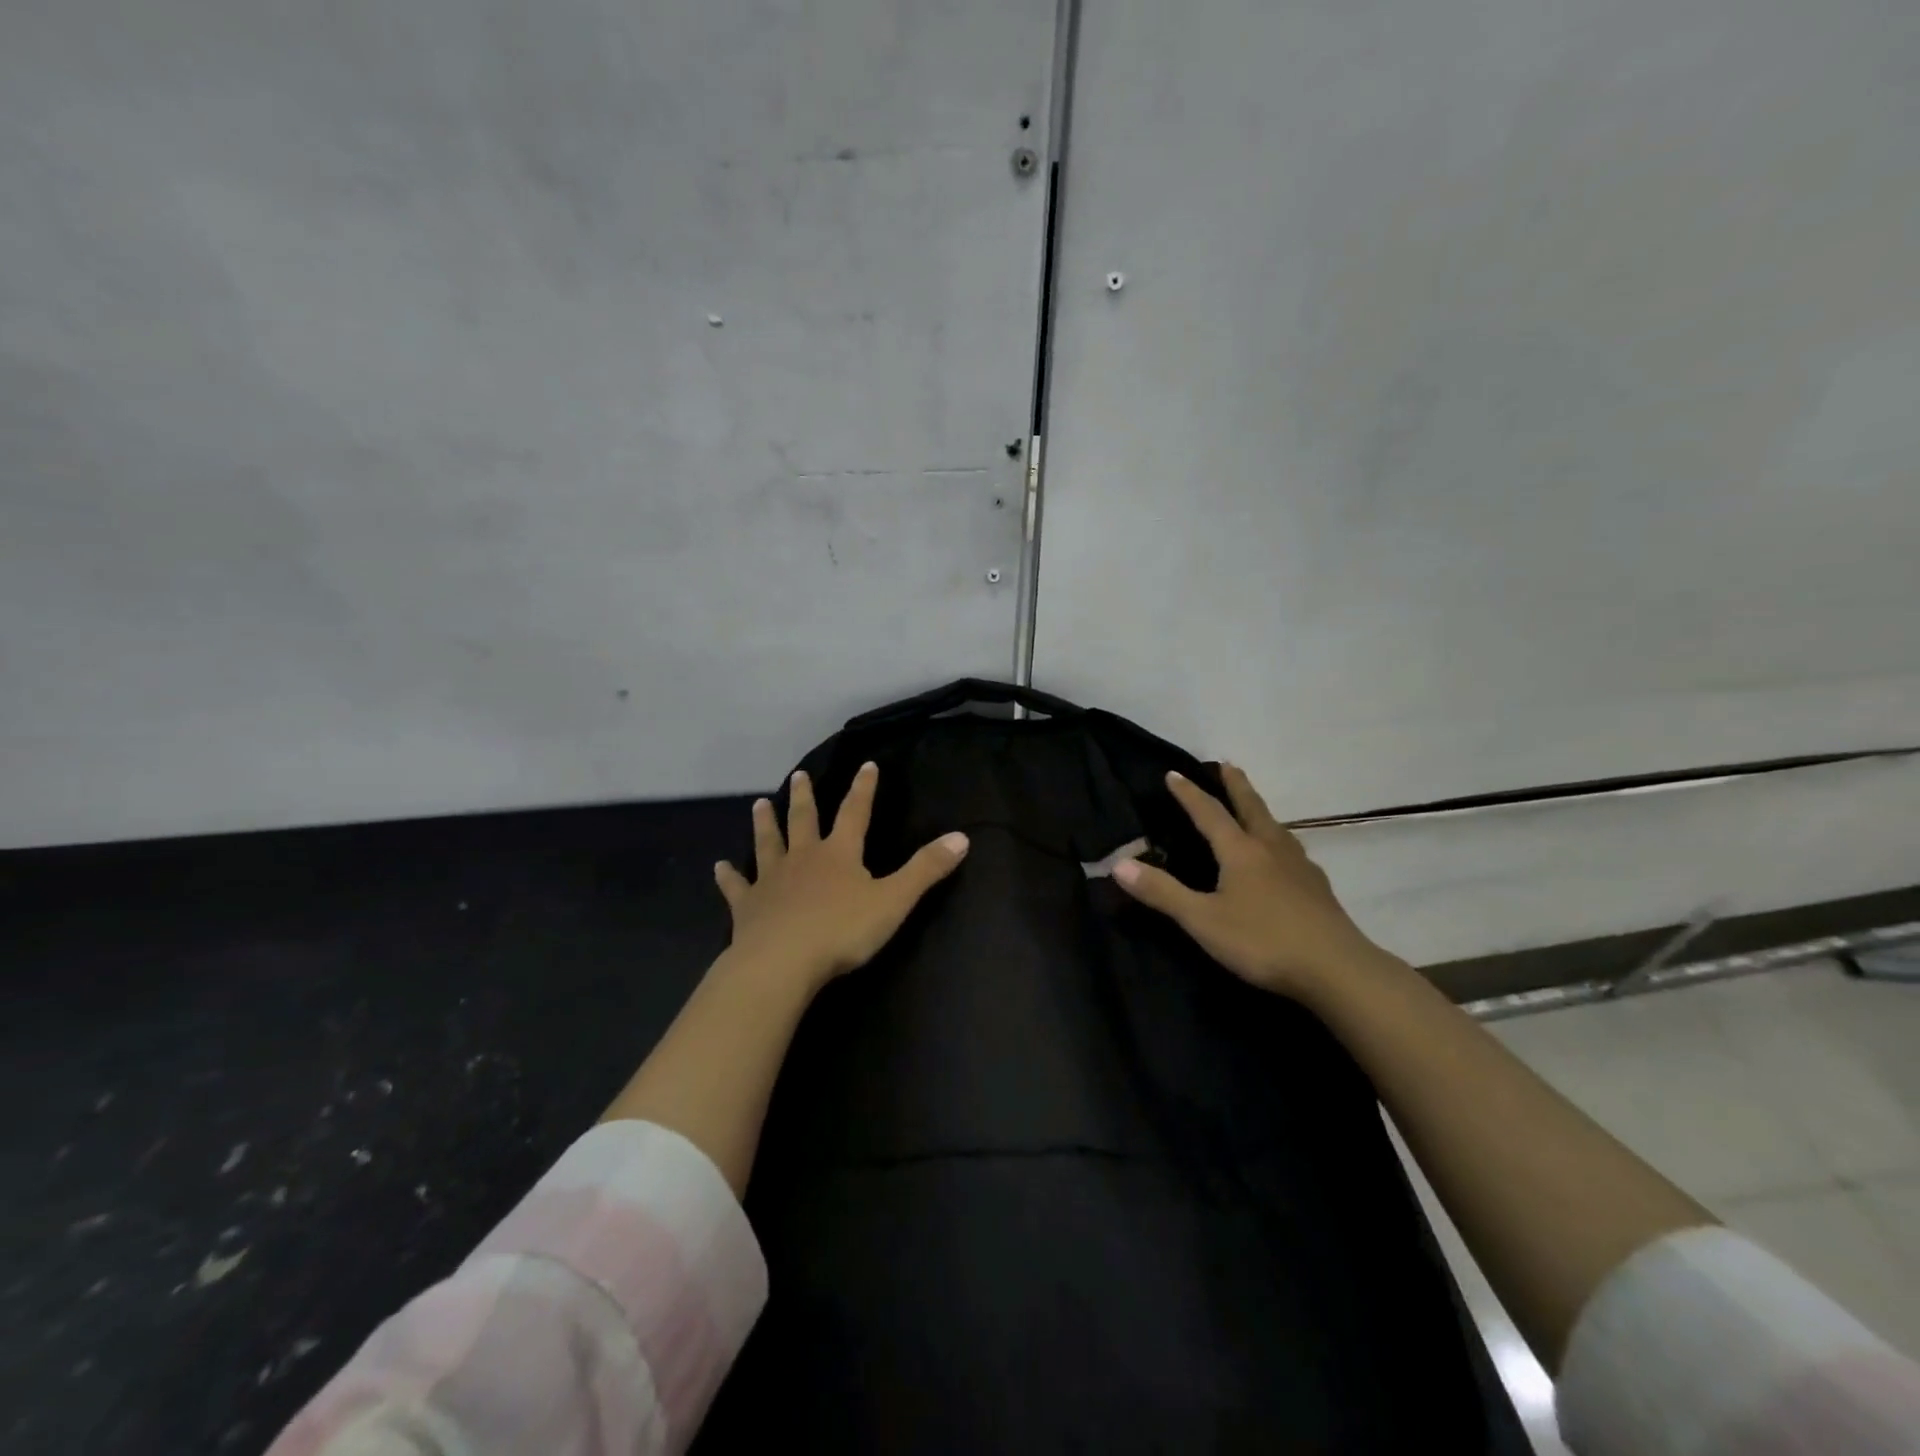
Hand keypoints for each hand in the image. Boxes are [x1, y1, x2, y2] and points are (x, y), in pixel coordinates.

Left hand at [714, 762, 969, 991]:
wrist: (781, 963)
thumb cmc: (841, 931)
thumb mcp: (894, 900)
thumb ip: (926, 869)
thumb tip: (962, 837)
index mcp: (839, 854)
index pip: (855, 813)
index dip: (863, 789)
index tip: (866, 765)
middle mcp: (803, 858)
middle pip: (804, 820)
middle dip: (805, 797)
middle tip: (799, 775)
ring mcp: (772, 880)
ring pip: (768, 844)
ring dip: (764, 824)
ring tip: (759, 804)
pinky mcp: (747, 907)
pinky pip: (737, 887)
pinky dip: (728, 876)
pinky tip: (719, 867)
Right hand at [1113, 764, 1379, 998]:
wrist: (1337, 969)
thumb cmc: (1262, 941)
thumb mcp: (1202, 920)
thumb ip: (1161, 892)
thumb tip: (1118, 864)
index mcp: (1240, 851)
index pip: (1209, 813)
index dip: (1189, 794)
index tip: (1174, 773)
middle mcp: (1270, 848)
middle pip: (1251, 807)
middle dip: (1236, 786)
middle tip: (1227, 765)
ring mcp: (1299, 867)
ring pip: (1276, 827)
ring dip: (1259, 810)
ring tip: (1253, 807)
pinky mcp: (1317, 888)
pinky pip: (1291, 850)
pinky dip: (1278, 840)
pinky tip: (1283, 857)